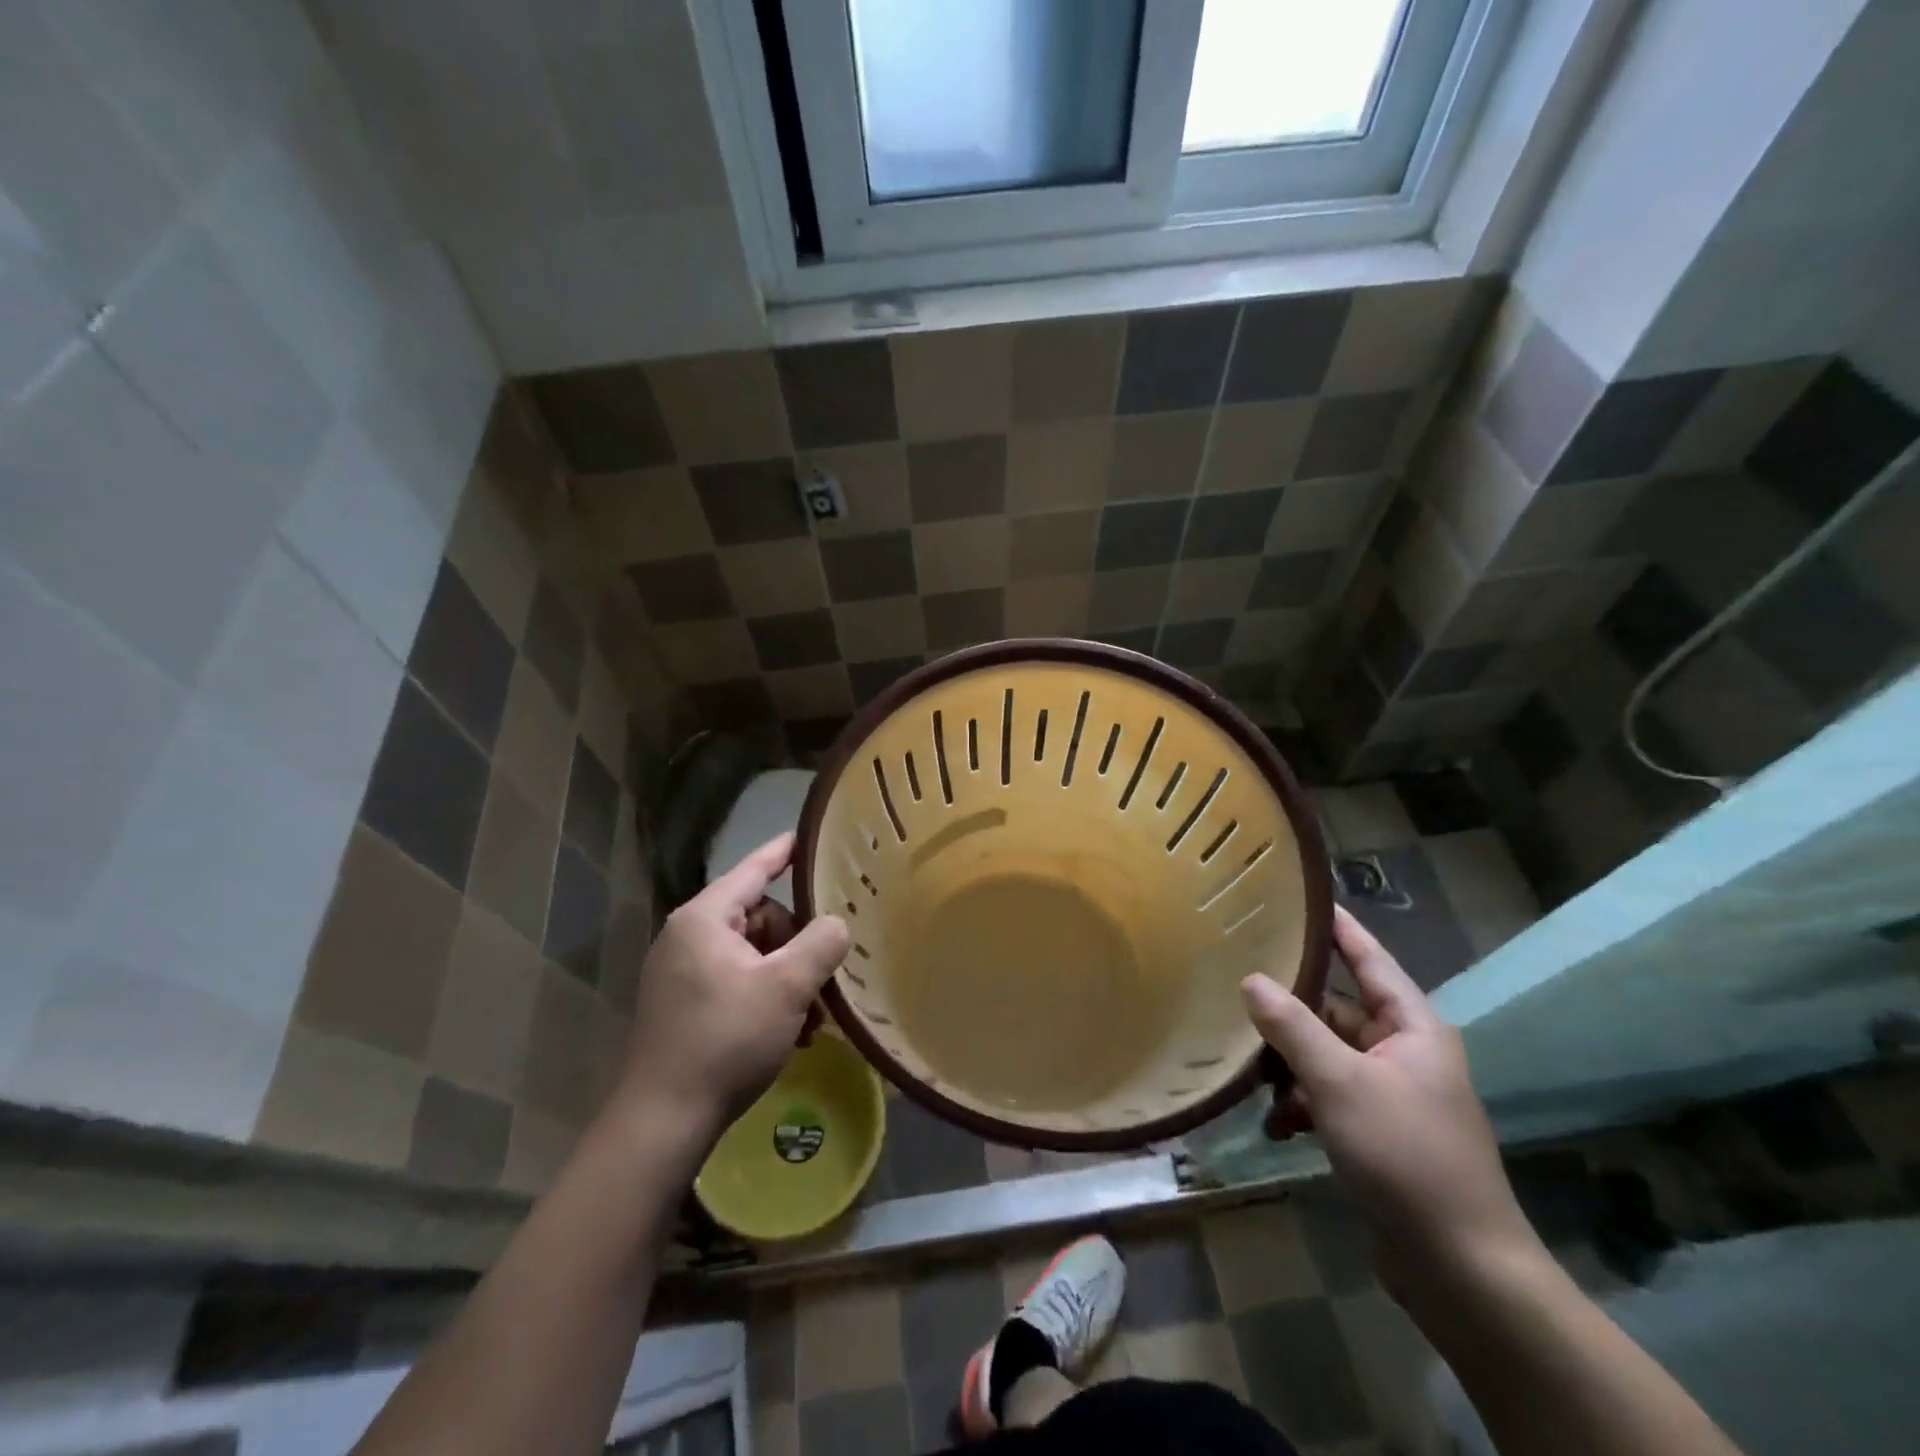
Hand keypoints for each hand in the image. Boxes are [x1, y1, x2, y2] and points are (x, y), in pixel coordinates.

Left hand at [614, 833, 849, 1139]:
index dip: (784, 852)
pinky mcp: (682, 1004)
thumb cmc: (726, 1040)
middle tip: (822, 978)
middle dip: (795, 944)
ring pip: (752, 953)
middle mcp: (687, 936)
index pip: (753, 870)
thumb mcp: (786, 987)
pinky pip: (735, 980)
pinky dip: (765, 996)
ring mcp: (681, 972)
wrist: (663, 1120)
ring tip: (811, 1016)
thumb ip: (820, 944)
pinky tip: (790, 1031)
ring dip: (786, 977)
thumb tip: (836, 924)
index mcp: (704, 919)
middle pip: (759, 917)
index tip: (810, 836)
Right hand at [1241, 907, 1539, 1293]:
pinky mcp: (1378, 1131)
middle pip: (1338, 1008)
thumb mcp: (1342, 1084)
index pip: (1370, 958)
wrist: (1462, 1271)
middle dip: (1290, 1005)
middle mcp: (1405, 1052)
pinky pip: (1329, 1095)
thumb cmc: (1408, 1158)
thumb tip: (1251, 979)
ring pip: (1327, 1054)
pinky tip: (1273, 1123)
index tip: (1300, 896)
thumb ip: (1293, 1027)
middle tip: (1236, 978)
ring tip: (1244, 1062)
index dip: (1338, 926)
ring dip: (1289, 1061)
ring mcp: (1392, 1093)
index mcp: (1413, 1028)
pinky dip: (1301, 1103)